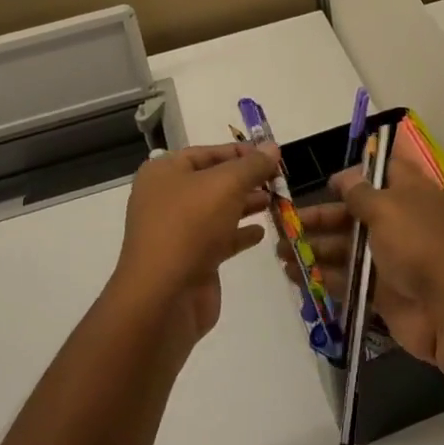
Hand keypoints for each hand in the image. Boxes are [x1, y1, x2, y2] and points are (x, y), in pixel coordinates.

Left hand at [110, 143, 278, 347]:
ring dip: (246, 204)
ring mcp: (177, 231)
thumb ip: (252, 165)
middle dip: (246, 179)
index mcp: (164, 172)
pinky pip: (219, 239)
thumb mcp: (226, 185)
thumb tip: (272, 147)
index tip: (271, 155)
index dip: (240, 152)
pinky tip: (261, 232)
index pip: (207, 153)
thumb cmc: (190, 226)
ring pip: (218, 210)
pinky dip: (239, 233)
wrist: (163, 297)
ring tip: (276, 201)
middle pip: (213, 181)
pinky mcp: (190, 260)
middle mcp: (167, 198)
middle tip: (279, 180)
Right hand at [278, 162, 443, 366]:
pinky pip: (348, 279)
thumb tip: (345, 176)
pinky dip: (323, 276)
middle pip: (355, 213)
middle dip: (320, 216)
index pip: (382, 172)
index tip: (326, 182)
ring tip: (279, 251)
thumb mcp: (387, 207)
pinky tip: (295, 276)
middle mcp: (400, 221)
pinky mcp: (382, 291)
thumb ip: (360, 193)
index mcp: (409, 193)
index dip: (354, 174)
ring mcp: (391, 258)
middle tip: (283, 222)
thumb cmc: (419, 244)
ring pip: (347, 247)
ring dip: (314, 247)